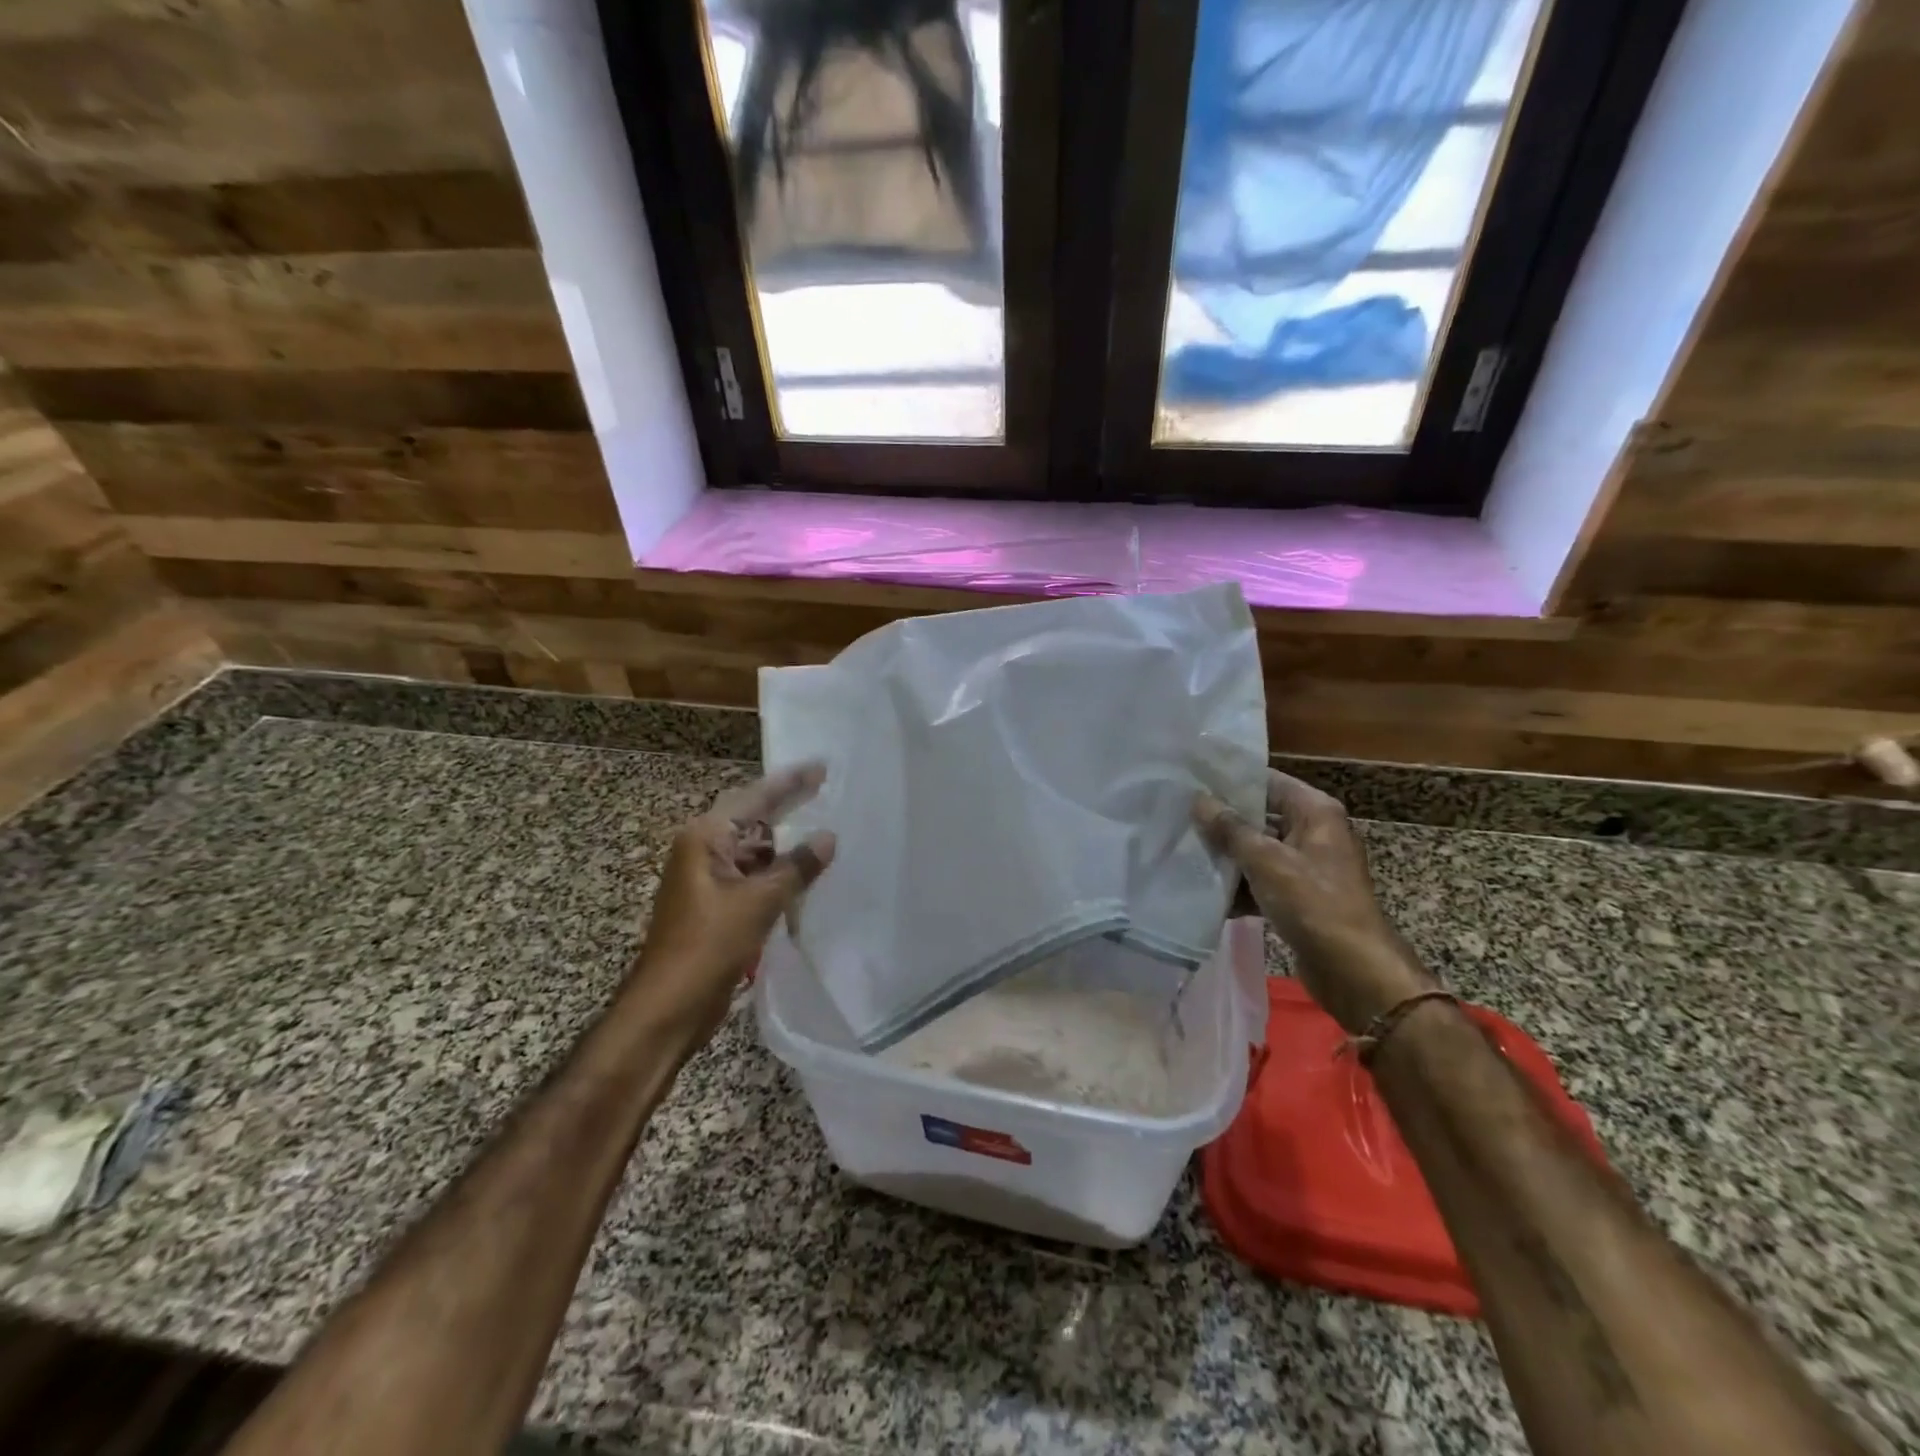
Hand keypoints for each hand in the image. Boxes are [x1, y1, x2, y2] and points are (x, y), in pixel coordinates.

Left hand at [634, 764, 836, 1035]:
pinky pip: (753, 877)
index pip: (754, 798)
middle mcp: (703, 851)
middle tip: (827, 789)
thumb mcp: (759, 903)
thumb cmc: (708, 946)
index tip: (822, 766)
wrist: (667, 1008)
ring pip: (754, 851)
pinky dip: (778, 874)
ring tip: (826, 830)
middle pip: (753, 819)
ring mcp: (708, 879)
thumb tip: (828, 838)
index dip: (790, 782)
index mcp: (705, 839)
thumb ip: (796, 867)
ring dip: (786, 845)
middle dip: (789, 807)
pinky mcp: (717, 906)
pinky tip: (807, 874)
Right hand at [1195, 769, 1435, 1034]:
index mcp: (1315, 812)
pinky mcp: (1298, 898)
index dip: (1231, 780)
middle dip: (1221, 821)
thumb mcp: (1267, 861)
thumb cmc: (1314, 904)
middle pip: (1260, 816)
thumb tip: (1199, 800)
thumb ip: (1230, 829)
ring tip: (1181, 851)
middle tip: (1178, 815)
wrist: (1354, 970)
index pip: (1267, 781)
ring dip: (1226, 856)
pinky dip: (1238, 886)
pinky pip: (1261, 881)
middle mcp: (1313, 832)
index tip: (1191, 780)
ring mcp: (1306, 867)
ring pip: (1257, 851)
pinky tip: (1202, 892)